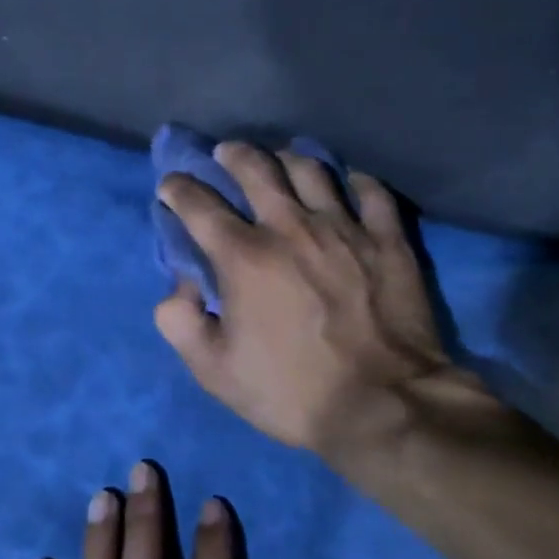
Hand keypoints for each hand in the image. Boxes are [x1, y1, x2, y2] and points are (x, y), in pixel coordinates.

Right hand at [153, 142, 459, 455]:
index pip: (198, 205)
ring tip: (281, 159)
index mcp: (244, 257)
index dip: (178, 189)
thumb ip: (181, 323)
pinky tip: (348, 183)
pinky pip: (371, 192)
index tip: (171, 184)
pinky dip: (355, 181)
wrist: (383, 406)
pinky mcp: (387, 240)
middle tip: (226, 153)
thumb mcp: (215, 371)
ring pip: (311, 169)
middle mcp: (290, 227)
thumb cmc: (292, 391)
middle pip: (256, 169)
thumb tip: (180, 286)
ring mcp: (344, 228)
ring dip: (287, 158)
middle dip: (233, 155)